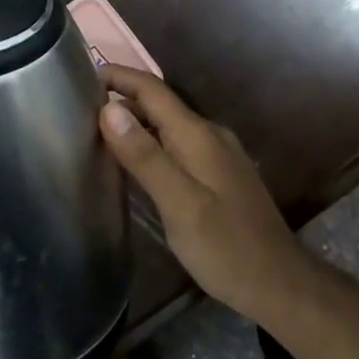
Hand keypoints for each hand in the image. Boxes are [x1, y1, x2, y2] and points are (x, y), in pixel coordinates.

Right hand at [97, 66, 303, 320]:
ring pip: (169, 126)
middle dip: (122, 100)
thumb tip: (108, 108)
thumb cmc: (225, 246)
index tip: (82, 76)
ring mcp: (217, 154)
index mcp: (197, 135)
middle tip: (80, 111)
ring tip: (98, 134)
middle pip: (160, 104)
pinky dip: (151, 144)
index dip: (118, 77)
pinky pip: (178, 146)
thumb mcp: (179, 203)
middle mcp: (209, 135)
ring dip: (136, 123)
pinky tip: (135, 165)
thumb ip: (144, 156)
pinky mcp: (219, 175)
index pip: (152, 89)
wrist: (278, 282)